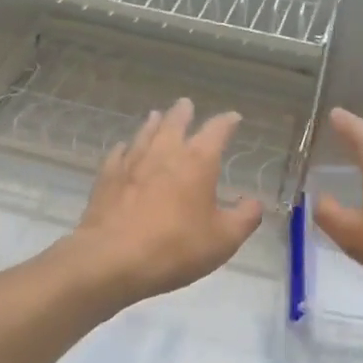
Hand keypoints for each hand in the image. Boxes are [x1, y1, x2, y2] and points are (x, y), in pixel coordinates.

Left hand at [69, 98, 264, 304]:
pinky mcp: (107, 178)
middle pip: (175, 123)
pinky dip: (124, 148)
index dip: (227, 122)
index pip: (217, 131)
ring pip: (145, 134)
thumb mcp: (224, 239)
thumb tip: (255, 203)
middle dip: (184, 113)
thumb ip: (245, 218)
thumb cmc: (176, 247)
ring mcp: (132, 163)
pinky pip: (118, 155)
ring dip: (153, 123)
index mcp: (198, 162)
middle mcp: (165, 153)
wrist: (113, 259)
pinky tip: (123, 149)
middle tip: (186, 104)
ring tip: (156, 115)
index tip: (233, 117)